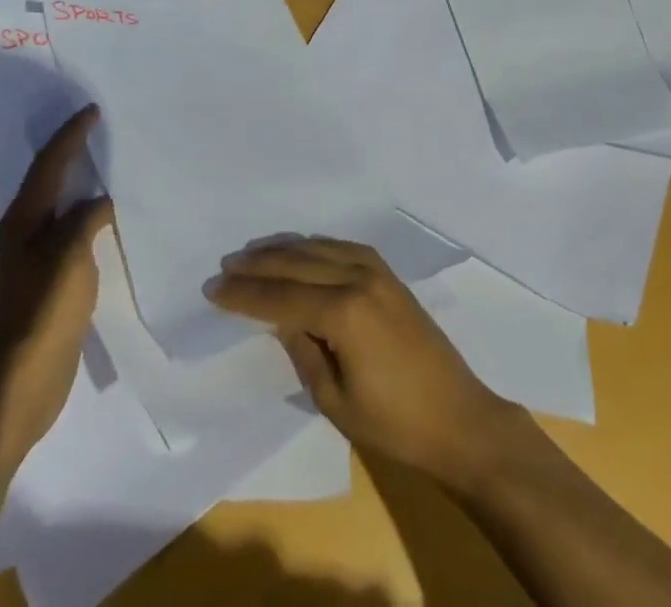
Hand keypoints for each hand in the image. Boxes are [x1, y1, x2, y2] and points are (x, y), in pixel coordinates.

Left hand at [0, 106, 113, 460]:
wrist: (18, 383)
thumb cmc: (42, 311)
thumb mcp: (69, 256)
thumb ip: (86, 219)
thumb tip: (101, 203)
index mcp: (23, 219)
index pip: (50, 163)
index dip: (71, 135)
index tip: (93, 110)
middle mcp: (24, 231)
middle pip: (49, 179)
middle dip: (71, 150)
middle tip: (100, 129)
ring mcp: (34, 258)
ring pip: (60, 204)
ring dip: (80, 182)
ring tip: (107, 164)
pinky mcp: (49, 280)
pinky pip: (71, 230)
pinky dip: (88, 213)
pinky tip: (107, 217)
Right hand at [208, 238, 517, 486]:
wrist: (458, 418)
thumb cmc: (394, 424)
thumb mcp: (334, 400)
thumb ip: (302, 351)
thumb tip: (279, 319)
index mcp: (344, 312)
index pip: (281, 296)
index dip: (244, 294)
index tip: (212, 288)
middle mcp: (359, 278)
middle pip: (297, 263)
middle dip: (258, 264)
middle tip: (225, 265)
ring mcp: (377, 272)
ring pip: (319, 248)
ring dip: (284, 250)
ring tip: (253, 253)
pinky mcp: (389, 275)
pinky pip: (342, 248)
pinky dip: (314, 247)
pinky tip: (300, 251)